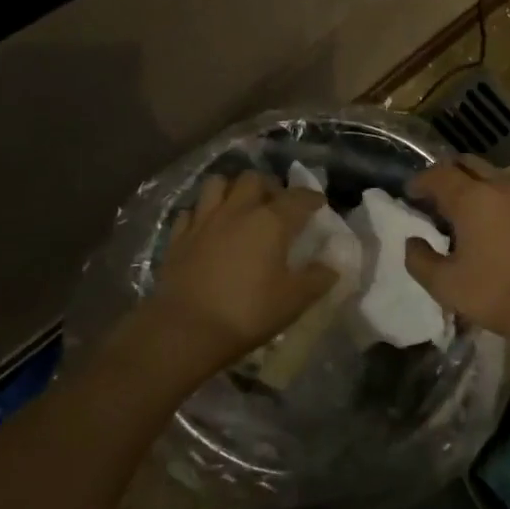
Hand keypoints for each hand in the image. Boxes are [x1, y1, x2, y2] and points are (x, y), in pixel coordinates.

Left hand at [150, 171, 336, 375]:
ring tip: (240, 206)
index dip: (312, 198)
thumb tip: (331, 267)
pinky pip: (191, 211)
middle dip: (269, 186)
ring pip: (218, 184)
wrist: (185, 330)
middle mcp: (238, 210)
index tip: (319, 204)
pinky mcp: (178, 237)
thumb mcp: (294, 301)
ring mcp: (204, 220)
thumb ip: (317, 279)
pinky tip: (208, 227)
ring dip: (232, 189)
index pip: (298, 197)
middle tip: (276, 203)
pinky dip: (202, 213)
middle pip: (254, 179)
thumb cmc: (247, 313)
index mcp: (271, 221)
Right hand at [403, 157, 509, 351]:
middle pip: (466, 164)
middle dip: (445, 174)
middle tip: (430, 196)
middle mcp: (496, 188)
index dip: (419, 181)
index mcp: (470, 197)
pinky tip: (480, 224)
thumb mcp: (446, 285)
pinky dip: (485, 196)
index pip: (438, 174)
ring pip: (487, 175)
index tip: (408, 195)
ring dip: (467, 184)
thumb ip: (420, 261)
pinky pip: (501, 191)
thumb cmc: (497, 291)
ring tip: (453, 211)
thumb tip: (412, 242)